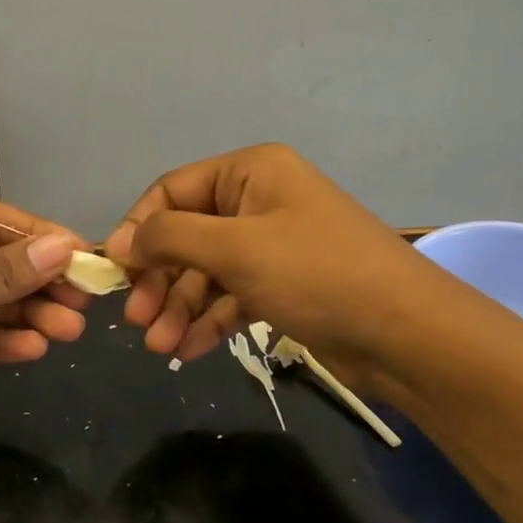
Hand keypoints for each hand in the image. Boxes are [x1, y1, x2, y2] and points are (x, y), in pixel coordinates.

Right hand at [105, 144, 432, 377]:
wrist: (407, 334)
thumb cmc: (316, 274)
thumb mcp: (236, 249)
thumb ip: (170, 238)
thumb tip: (118, 241)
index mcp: (251, 172)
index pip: (173, 190)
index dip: (139, 228)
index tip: (115, 272)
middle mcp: (260, 200)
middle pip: (188, 235)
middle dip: (160, 278)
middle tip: (137, 321)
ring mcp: (274, 244)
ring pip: (208, 271)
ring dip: (180, 307)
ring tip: (159, 346)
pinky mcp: (285, 285)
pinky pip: (233, 295)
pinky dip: (210, 320)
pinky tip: (188, 350)